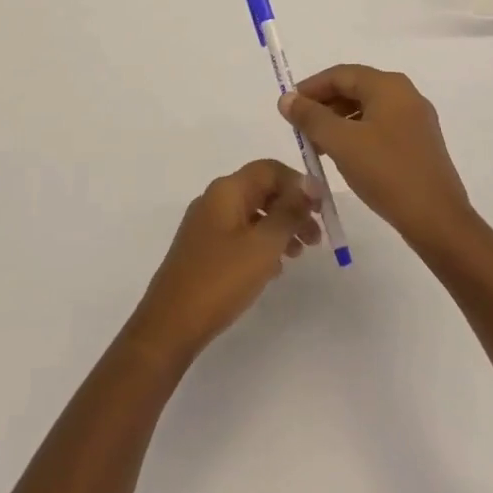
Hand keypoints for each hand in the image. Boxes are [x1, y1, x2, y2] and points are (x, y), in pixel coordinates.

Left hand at [125, 160, 321, 366]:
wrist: (171, 323)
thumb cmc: (221, 279)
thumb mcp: (263, 244)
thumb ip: (289, 211)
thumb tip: (309, 184)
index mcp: (227, 190)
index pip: (269, 169)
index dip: (298, 183)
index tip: (322, 209)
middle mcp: (215, 199)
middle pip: (262, 190)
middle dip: (292, 208)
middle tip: (316, 237)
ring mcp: (207, 224)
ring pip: (253, 214)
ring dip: (280, 228)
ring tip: (300, 254)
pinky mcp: (204, 248)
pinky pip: (241, 234)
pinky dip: (262, 243)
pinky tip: (275, 268)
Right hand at [279, 65, 473, 251]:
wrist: (436, 219)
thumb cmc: (386, 172)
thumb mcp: (340, 142)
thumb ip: (310, 117)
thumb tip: (287, 99)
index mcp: (388, 86)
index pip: (340, 74)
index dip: (310, 88)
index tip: (288, 108)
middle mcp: (405, 95)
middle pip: (355, 89)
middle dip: (323, 106)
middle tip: (299, 129)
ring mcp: (416, 119)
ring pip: (367, 110)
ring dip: (338, 123)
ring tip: (317, 147)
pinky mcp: (420, 143)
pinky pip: (380, 127)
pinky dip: (357, 135)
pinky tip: (344, 157)